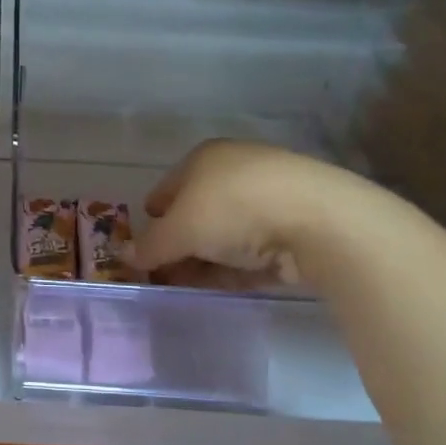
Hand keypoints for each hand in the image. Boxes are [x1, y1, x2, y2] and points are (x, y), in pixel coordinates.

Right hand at [137, 139, 370, 288]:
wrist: (318, 220)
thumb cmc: (233, 209)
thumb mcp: (179, 231)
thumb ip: (150, 246)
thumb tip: (127, 257)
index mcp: (204, 158)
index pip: (167, 188)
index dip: (152, 217)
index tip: (142, 246)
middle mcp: (235, 171)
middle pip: (196, 212)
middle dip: (177, 243)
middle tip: (162, 273)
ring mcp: (268, 199)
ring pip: (225, 234)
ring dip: (204, 259)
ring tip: (186, 286)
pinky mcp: (294, 228)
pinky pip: (252, 250)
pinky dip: (233, 267)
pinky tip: (220, 286)